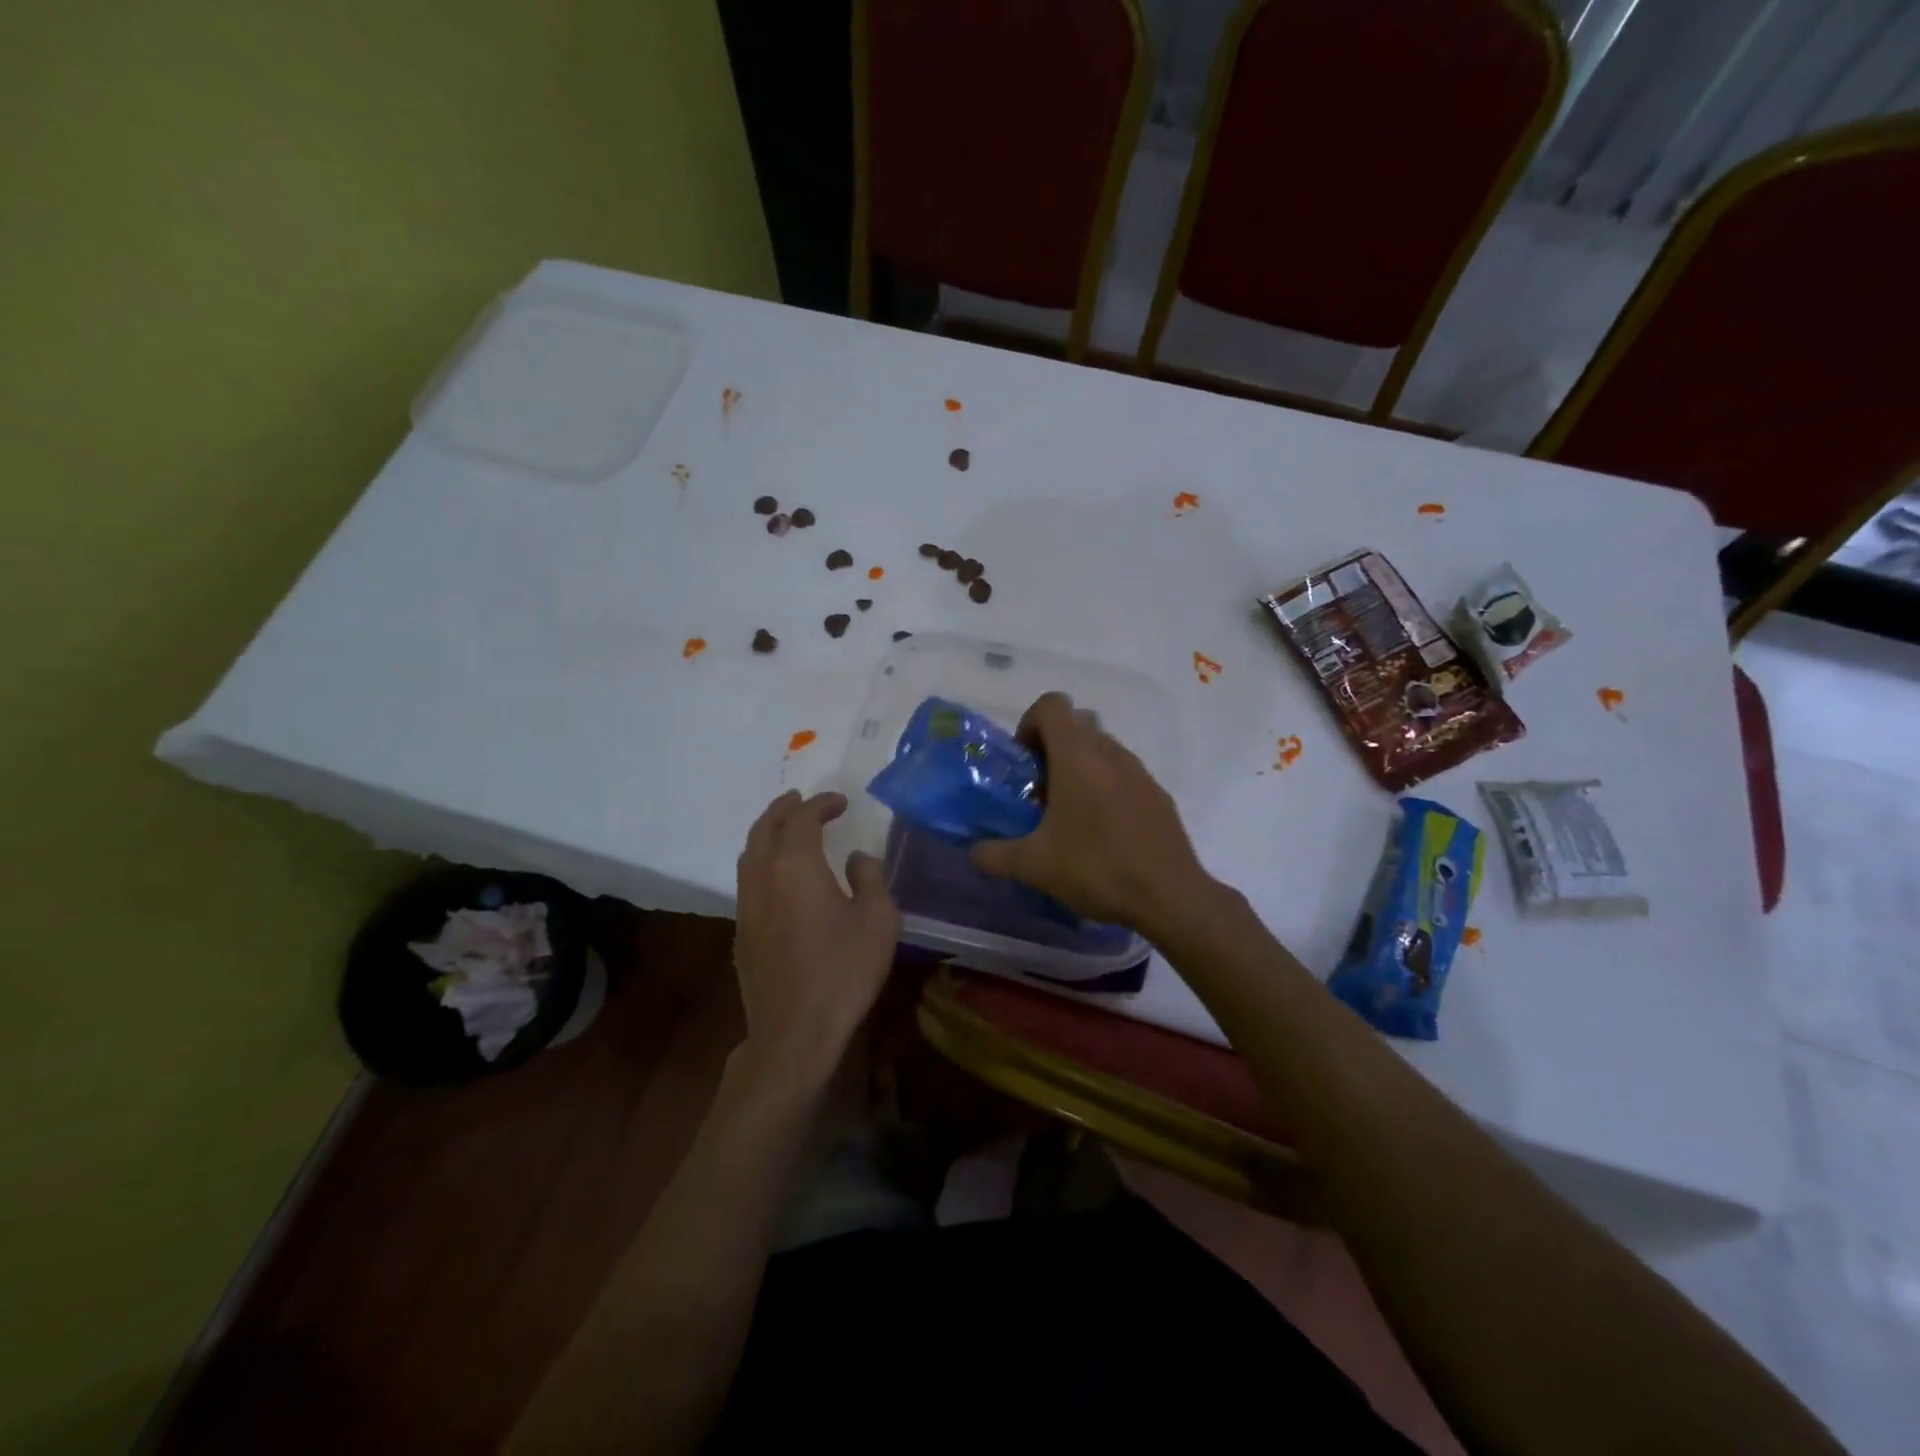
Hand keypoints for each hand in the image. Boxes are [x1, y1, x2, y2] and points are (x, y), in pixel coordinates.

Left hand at [733, 791, 900, 1087]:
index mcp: (795, 866)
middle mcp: (762, 876)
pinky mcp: (741, 932)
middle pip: (765, 828)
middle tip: (801, 799)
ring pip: (749, 853)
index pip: (802, 819)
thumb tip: (855, 858)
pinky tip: (777, 875)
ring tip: (785, 827)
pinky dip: (761, 860)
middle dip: (783, 809)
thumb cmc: (843, 970)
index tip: (840, 802)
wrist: (794, 1031)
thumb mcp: (877, 920)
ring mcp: (746, 905)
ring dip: (767, 832)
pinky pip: (747, 879)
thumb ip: (869, 878)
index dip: (821, 804)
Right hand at [969, 692, 1214, 936]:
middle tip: (1041, 788)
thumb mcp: (1034, 866)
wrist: (1169, 896)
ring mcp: (1139, 771)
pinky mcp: (1158, 793)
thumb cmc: (1096, 868)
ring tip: (1069, 815)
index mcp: (1077, 756)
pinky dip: (1106, 787)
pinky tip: (1102, 832)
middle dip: (1053, 747)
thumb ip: (995, 854)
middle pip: (1077, 724)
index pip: (1052, 704)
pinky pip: (1124, 774)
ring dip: (1080, 767)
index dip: (1029, 723)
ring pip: (1102, 749)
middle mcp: (1110, 752)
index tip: (1024, 763)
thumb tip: (973, 852)